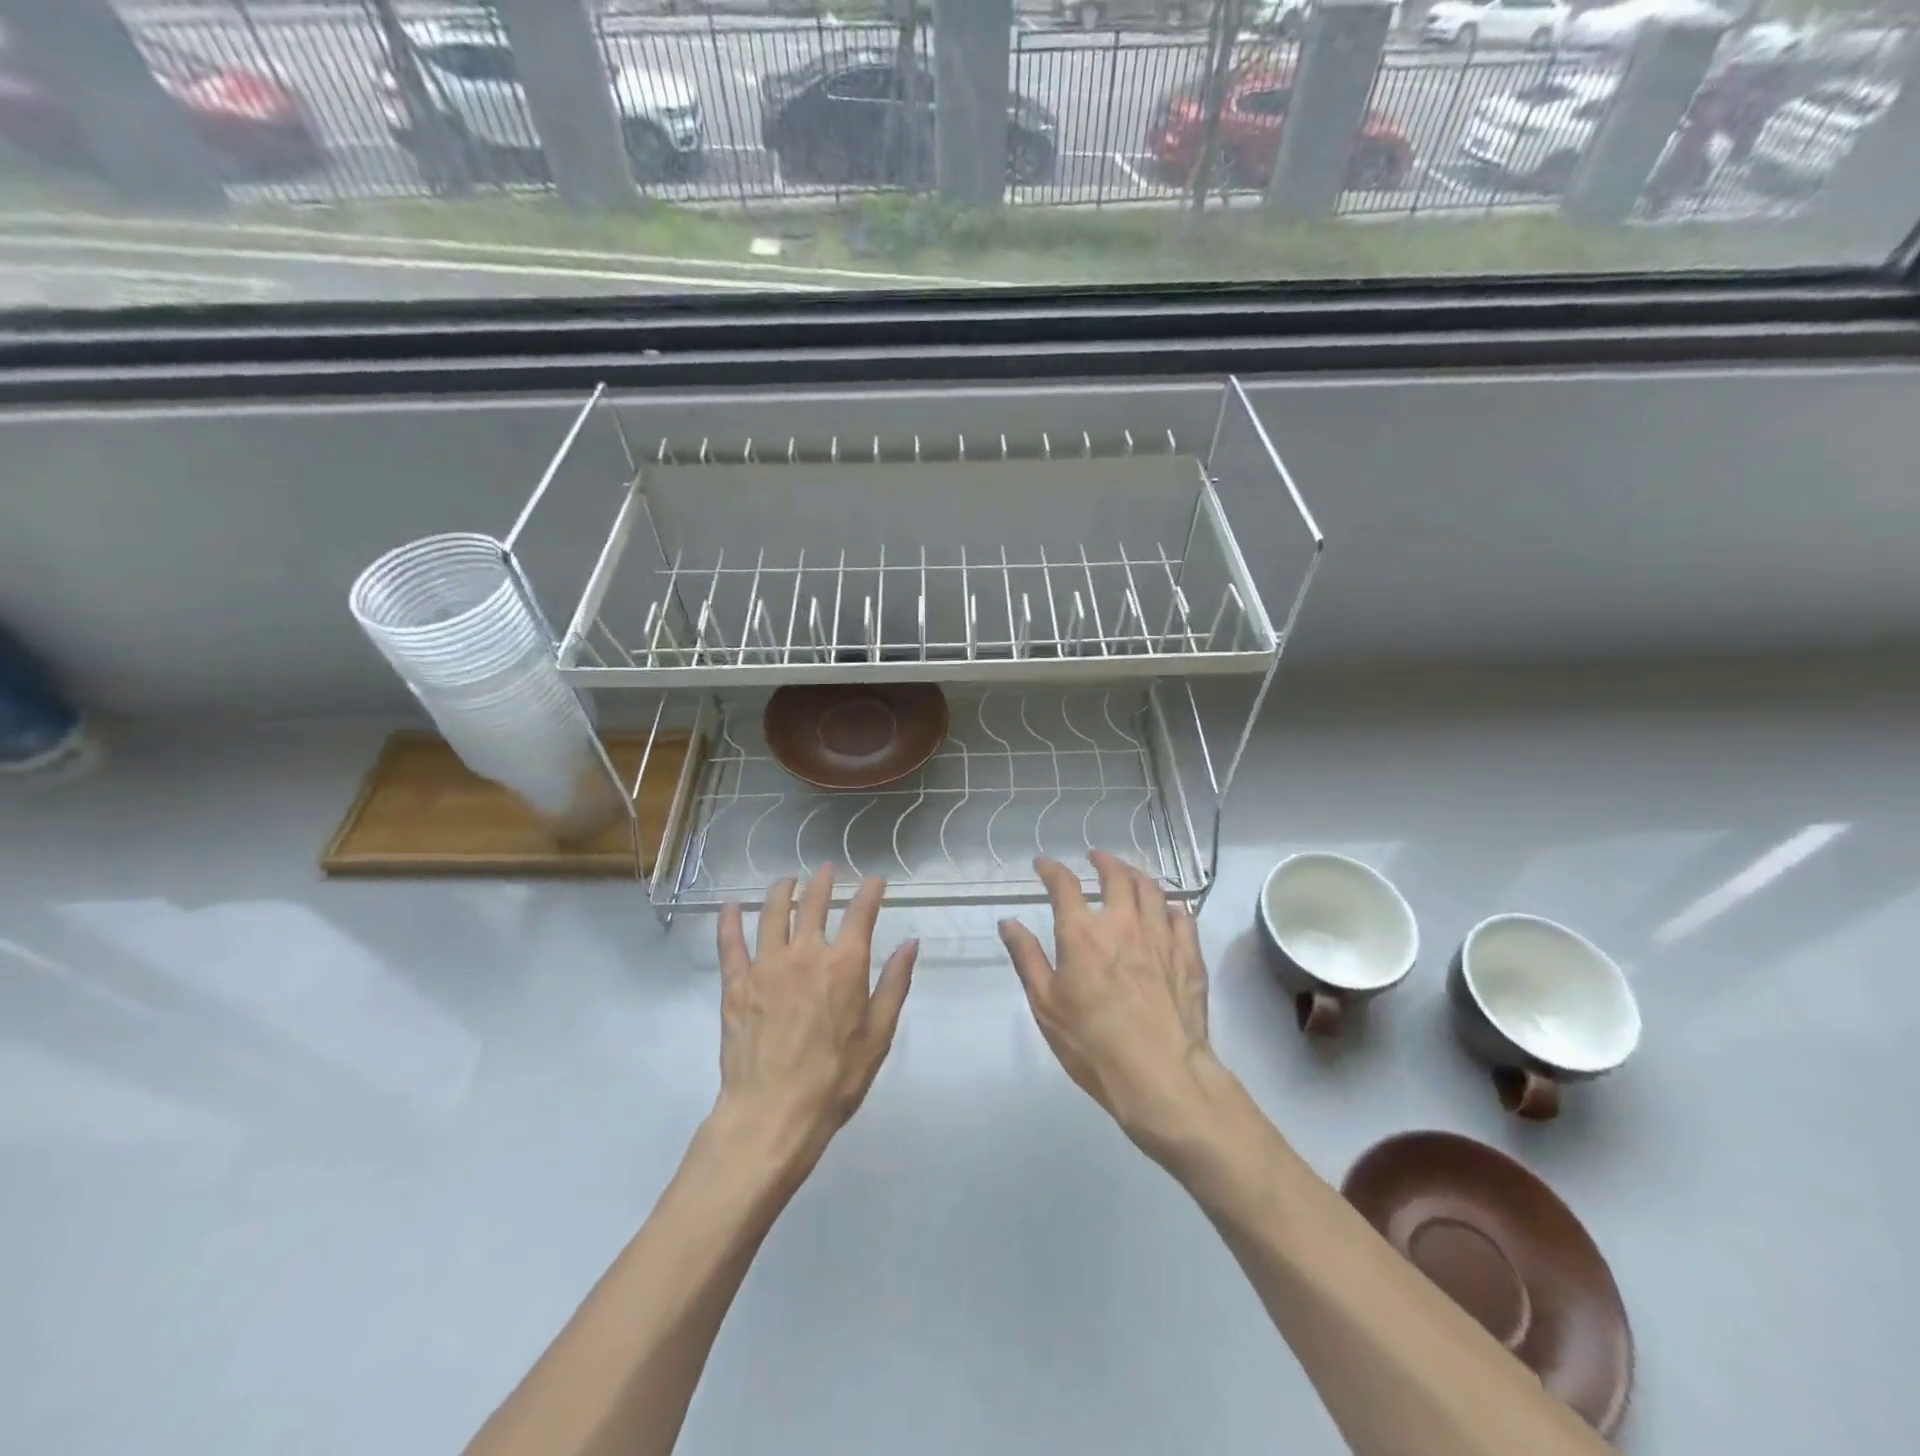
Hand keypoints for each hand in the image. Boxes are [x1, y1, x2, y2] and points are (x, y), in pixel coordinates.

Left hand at [714, 865, 916, 1176]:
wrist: (772, 1113)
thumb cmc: (835, 1079)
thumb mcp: (879, 1035)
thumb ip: (895, 984)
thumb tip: (910, 944)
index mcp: (844, 964)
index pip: (861, 913)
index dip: (870, 891)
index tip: (875, 880)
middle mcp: (805, 953)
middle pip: (813, 903)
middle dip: (823, 881)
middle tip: (827, 869)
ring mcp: (766, 965)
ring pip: (772, 913)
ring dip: (781, 890)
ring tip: (787, 880)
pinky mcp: (736, 984)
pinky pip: (730, 943)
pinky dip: (729, 921)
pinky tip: (730, 907)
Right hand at [999, 851, 1216, 1155]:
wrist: (1162, 1077)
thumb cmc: (1093, 1044)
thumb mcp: (1046, 1005)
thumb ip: (1027, 957)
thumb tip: (1008, 922)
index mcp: (1082, 933)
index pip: (1064, 884)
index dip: (1051, 869)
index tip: (1043, 864)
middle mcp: (1123, 923)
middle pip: (1116, 875)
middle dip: (1103, 860)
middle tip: (1095, 857)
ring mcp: (1161, 936)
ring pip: (1152, 889)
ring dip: (1137, 875)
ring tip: (1129, 874)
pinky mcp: (1189, 955)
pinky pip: (1182, 916)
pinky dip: (1170, 906)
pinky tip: (1166, 911)